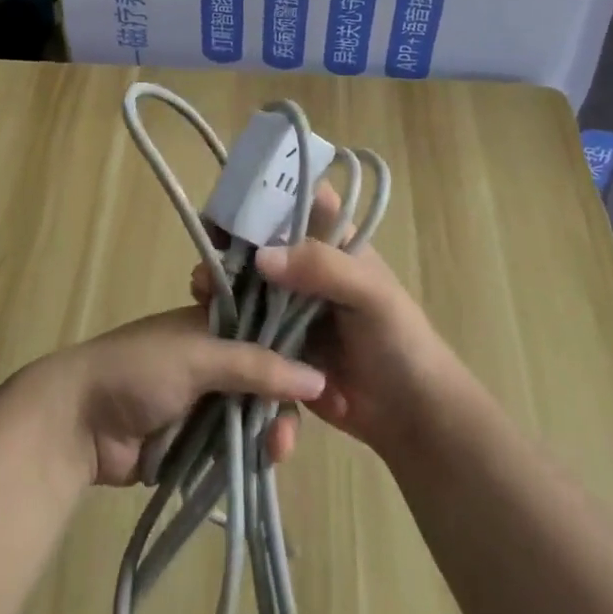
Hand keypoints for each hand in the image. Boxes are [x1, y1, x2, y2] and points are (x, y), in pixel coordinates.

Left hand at [46, 310, 325, 487]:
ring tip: (275, 453)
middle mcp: (215, 358)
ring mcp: (206, 400)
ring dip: (270, 431)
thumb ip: (256, 365)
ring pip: (255, 413)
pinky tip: (264, 464)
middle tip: (287, 435)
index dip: (297, 352)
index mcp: (214, 324)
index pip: (268, 331)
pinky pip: (236, 443)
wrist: (78, 422)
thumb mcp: (199, 357)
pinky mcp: (197, 439)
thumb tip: (317, 378)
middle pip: (267, 378)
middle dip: (283, 403)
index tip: (328, 380)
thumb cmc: (137, 370)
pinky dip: (250, 452)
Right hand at [192, 187, 454, 459]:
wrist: (409, 417)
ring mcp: (289, 306)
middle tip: (207, 257)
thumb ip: (323, 268)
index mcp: (333, 243)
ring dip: (221, 283)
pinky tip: (207, 325)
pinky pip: (245, 327)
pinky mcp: (277, 344)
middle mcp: (306, 268)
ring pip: (245, 284)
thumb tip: (261, 257)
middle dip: (229, 245)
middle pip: (259, 243)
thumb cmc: (401, 343)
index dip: (262, 196)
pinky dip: (224, 323)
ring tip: (203, 293)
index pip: (295, 202)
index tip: (227, 206)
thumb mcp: (371, 295)